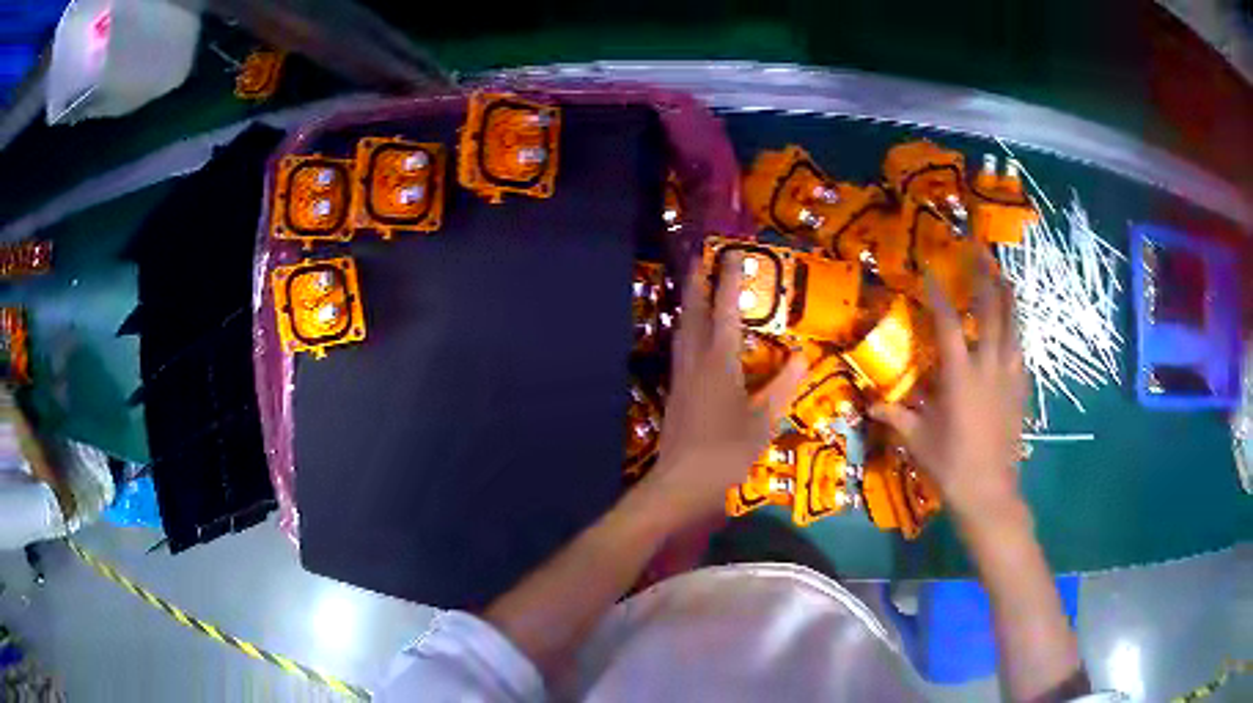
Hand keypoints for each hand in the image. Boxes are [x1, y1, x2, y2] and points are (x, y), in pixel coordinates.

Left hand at [639, 252, 807, 524]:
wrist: (681, 482)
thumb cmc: (727, 451)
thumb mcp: (764, 421)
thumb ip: (783, 386)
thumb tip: (802, 356)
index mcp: (719, 361)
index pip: (725, 310)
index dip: (730, 280)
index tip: (733, 254)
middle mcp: (695, 359)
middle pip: (693, 310)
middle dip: (698, 282)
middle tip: (703, 259)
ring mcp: (681, 374)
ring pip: (683, 327)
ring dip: (690, 303)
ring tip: (698, 288)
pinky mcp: (675, 389)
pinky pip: (681, 346)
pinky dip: (688, 328)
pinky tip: (693, 334)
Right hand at [870, 259, 1028, 531]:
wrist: (989, 492)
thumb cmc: (950, 465)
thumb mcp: (917, 440)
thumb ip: (895, 415)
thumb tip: (869, 403)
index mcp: (960, 375)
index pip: (947, 323)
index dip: (937, 293)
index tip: (929, 268)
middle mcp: (988, 366)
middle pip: (991, 311)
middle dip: (984, 277)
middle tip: (979, 251)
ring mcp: (1009, 377)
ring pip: (1013, 326)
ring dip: (1007, 298)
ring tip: (1003, 276)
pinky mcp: (1020, 390)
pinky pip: (1020, 350)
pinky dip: (1016, 331)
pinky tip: (1014, 328)